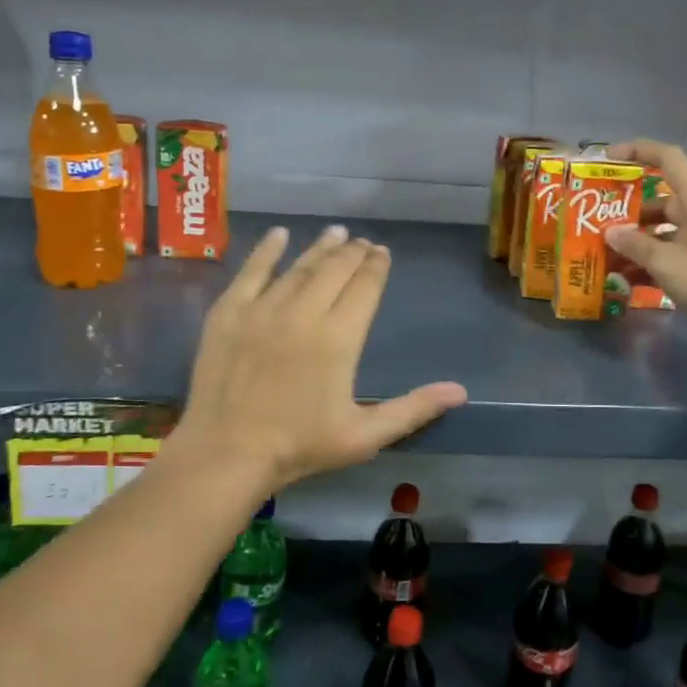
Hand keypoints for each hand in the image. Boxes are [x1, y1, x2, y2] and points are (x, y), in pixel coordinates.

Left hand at [169, 224, 468, 494]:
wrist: (226, 453)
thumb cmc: (299, 446)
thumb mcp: (364, 435)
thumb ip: (413, 409)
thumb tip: (460, 392)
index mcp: (339, 338)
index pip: (365, 287)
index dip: (376, 267)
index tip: (382, 253)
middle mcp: (304, 312)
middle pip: (334, 270)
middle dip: (353, 253)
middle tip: (362, 243)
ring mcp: (263, 309)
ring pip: (299, 267)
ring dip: (320, 248)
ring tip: (335, 233)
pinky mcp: (229, 313)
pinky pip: (252, 272)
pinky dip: (267, 250)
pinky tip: (279, 235)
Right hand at [604, 140, 686, 338]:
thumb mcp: (667, 261)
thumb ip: (636, 245)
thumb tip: (610, 232)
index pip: (668, 159)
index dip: (638, 150)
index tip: (608, 157)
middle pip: (657, 200)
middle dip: (626, 210)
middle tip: (594, 221)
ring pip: (659, 230)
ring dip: (633, 240)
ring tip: (601, 252)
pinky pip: (666, 253)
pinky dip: (646, 262)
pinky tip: (622, 278)